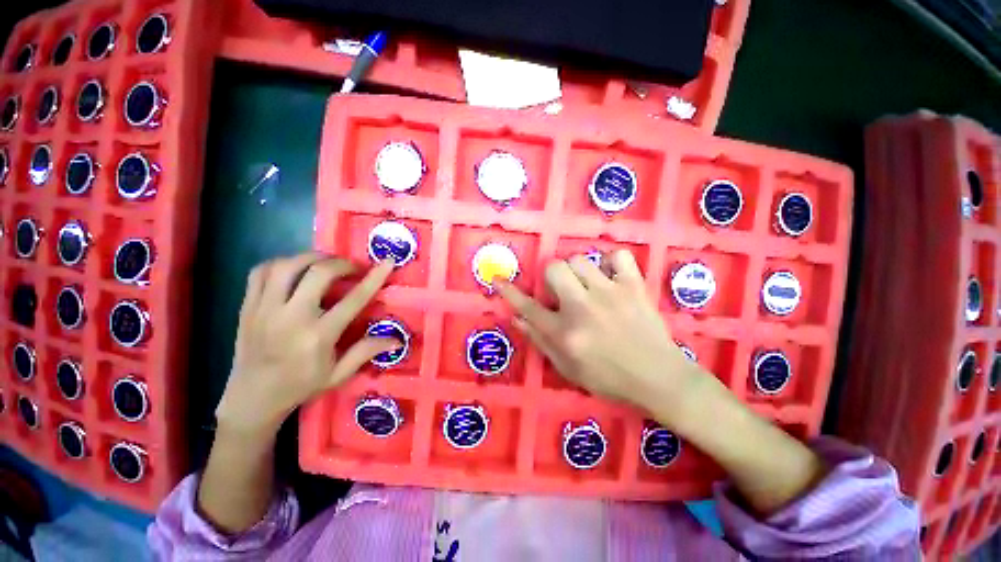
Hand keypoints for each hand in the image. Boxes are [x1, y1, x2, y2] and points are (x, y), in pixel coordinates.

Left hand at [215, 253, 399, 435]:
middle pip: (318, 273)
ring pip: (287, 265)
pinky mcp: (247, 306)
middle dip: (342, 264)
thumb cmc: (301, 386)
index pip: (353, 299)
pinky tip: (294, 270)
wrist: (251, 398)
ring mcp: (264, 309)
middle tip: (352, 269)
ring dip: (312, 258)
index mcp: (318, 336)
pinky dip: (281, 264)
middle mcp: (291, 317)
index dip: (374, 278)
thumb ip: (367, 351)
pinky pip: (261, 272)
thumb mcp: (339, 374)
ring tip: (325, 264)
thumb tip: (397, 339)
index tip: (387, 262)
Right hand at [496, 250, 706, 416]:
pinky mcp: (634, 287)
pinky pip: (618, 256)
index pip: (528, 307)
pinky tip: (611, 276)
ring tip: (587, 285)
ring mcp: (609, 294)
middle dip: (551, 275)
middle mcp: (582, 308)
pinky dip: (611, 262)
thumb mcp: (567, 368)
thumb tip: (517, 317)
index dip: (509, 292)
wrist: (658, 378)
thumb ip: (540, 340)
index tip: (498, 279)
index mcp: (565, 333)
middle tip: (562, 288)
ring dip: (577, 270)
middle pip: (554, 269)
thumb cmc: (609, 378)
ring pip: (580, 260)